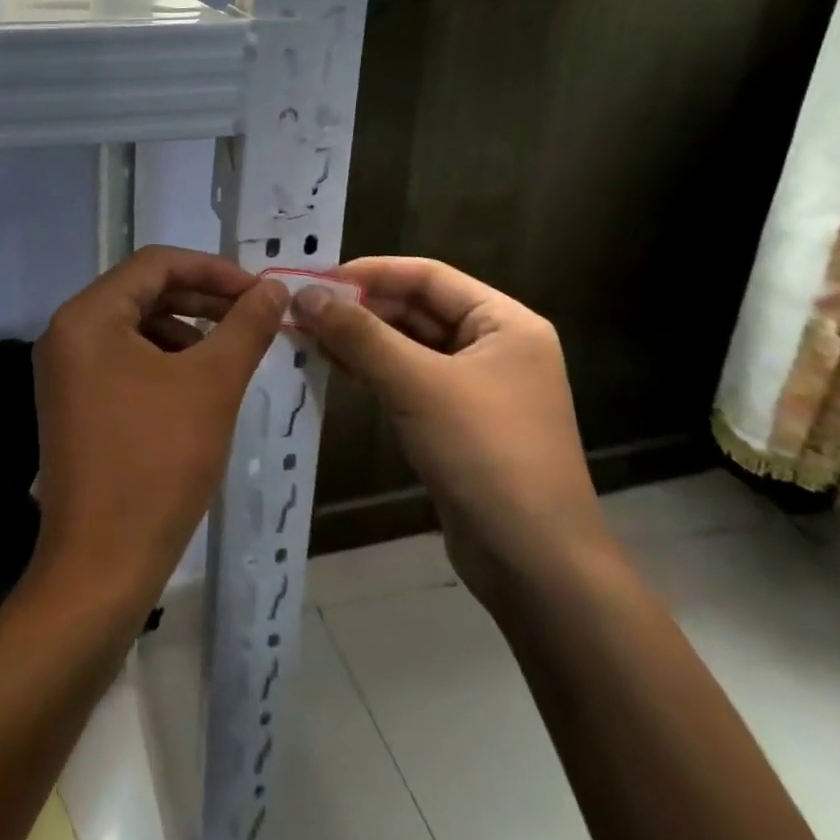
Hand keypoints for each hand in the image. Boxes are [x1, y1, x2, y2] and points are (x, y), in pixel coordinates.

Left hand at [29, 246, 287, 617]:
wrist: (101, 566)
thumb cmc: (156, 464)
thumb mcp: (211, 386)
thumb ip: (244, 327)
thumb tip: (273, 288)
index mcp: (88, 316)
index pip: (155, 263)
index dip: (213, 270)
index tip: (259, 292)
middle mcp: (67, 333)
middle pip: (143, 291)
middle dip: (202, 300)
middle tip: (254, 317)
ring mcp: (66, 370)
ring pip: (135, 327)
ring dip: (186, 331)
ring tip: (232, 355)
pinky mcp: (74, 402)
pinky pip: (123, 360)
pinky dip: (165, 362)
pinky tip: (199, 387)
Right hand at [291, 257, 612, 613]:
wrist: (536, 566)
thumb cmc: (485, 455)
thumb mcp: (416, 383)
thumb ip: (358, 334)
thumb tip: (304, 294)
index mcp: (504, 322)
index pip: (427, 276)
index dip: (370, 272)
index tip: (316, 279)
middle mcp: (495, 346)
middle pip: (417, 309)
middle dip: (360, 308)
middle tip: (302, 311)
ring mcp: (477, 387)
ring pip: (408, 345)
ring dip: (361, 340)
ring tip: (308, 338)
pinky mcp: (458, 422)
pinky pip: (409, 380)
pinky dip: (372, 371)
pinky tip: (334, 369)